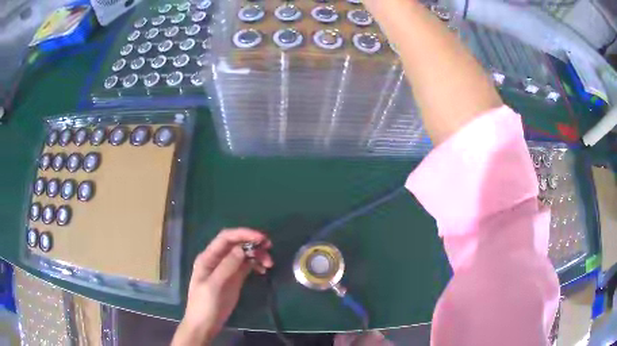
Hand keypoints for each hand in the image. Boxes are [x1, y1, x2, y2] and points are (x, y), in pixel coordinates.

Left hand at [172, 228, 273, 345]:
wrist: (204, 325)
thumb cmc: (204, 305)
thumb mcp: (214, 286)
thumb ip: (227, 267)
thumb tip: (242, 248)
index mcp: (208, 257)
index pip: (226, 238)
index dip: (243, 233)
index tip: (261, 238)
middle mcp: (217, 259)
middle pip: (236, 244)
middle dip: (252, 243)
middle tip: (269, 248)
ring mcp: (227, 269)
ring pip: (243, 254)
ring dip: (257, 255)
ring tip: (269, 264)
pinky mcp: (234, 279)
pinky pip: (247, 266)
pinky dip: (256, 265)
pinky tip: (263, 270)